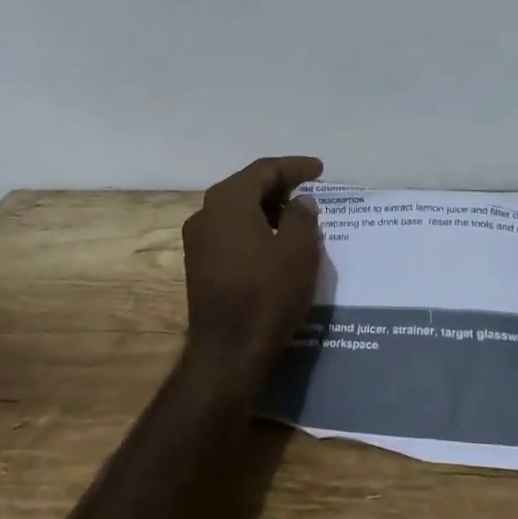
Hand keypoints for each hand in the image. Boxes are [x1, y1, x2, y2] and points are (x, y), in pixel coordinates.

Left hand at [182, 156, 324, 383]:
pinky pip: (230, 231)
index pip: (264, 170)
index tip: (320, 169)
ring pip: (237, 210)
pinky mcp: (199, 264)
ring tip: (297, 214)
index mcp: (227, 201)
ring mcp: (197, 240)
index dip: (294, 166)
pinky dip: (254, 227)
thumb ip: (301, 215)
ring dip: (266, 207)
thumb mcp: (298, 250)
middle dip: (279, 185)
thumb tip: (300, 201)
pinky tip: (275, 240)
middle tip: (309, 188)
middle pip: (247, 186)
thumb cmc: (267, 294)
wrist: (228, 351)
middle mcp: (205, 213)